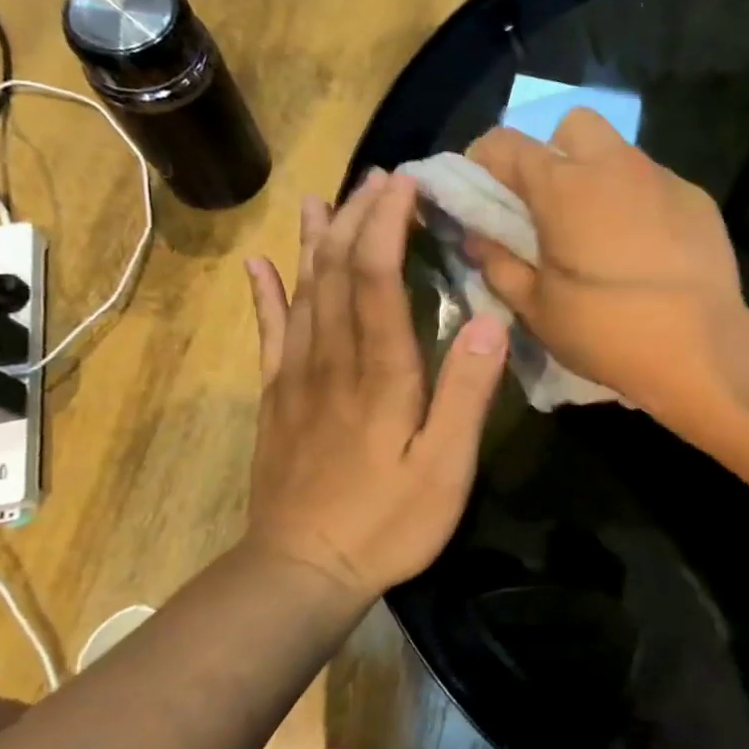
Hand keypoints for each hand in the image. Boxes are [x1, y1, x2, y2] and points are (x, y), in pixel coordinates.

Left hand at [241, 169, 507, 600]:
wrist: (301, 571)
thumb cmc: (386, 523)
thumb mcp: (445, 469)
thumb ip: (465, 394)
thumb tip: (487, 321)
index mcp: (380, 373)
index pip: (377, 278)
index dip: (388, 224)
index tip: (406, 184)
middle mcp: (332, 360)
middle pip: (337, 272)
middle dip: (358, 217)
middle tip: (379, 177)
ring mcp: (296, 376)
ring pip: (304, 292)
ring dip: (316, 241)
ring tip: (324, 198)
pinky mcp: (277, 398)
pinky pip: (269, 333)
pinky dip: (266, 294)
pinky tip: (260, 265)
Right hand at [465, 108, 744, 409]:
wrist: (702, 350)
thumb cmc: (607, 331)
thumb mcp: (537, 309)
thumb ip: (498, 265)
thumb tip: (476, 237)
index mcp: (562, 186)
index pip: (504, 144)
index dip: (482, 162)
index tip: (481, 195)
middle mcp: (613, 164)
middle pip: (572, 127)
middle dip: (552, 154)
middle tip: (550, 208)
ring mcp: (662, 178)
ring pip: (619, 154)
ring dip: (599, 178)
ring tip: (601, 233)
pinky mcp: (698, 200)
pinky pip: (656, 185)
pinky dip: (640, 203)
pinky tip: (648, 248)